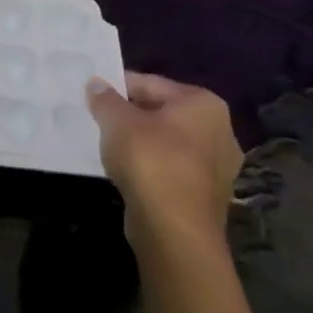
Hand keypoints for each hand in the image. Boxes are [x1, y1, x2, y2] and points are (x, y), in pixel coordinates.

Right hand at [86, 72, 242, 253]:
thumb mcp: (117, 122)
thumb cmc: (150, 162)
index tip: (91, 97)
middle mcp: (220, 128)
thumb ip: (105, 99)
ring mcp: (219, 164)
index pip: (150, 83)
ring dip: (140, 142)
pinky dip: (151, 166)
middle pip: (161, 112)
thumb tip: (96, 84)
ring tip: (109, 147)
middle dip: (129, 116)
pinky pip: (172, 167)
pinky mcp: (208, 192)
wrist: (174, 229)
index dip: (116, 88)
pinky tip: (128, 172)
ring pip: (167, 141)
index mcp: (203, 103)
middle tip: (97, 121)